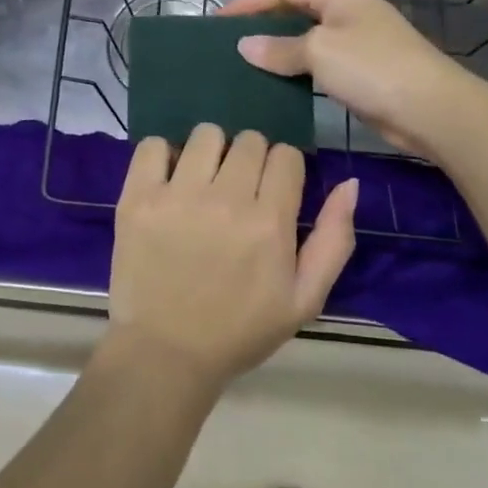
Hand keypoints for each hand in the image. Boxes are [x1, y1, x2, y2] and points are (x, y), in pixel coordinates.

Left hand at [107, 125, 357, 392]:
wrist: (166, 353)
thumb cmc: (239, 330)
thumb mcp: (304, 299)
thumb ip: (333, 240)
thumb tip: (350, 184)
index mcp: (269, 223)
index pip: (286, 155)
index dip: (283, 170)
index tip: (271, 191)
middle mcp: (225, 200)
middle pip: (249, 140)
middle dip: (250, 159)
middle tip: (237, 190)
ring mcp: (177, 196)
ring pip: (206, 134)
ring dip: (210, 152)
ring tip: (202, 183)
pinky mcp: (138, 198)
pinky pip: (154, 145)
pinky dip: (163, 155)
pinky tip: (168, 180)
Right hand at [223, 0, 476, 157]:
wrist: (432, 109)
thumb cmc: (372, 68)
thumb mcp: (319, 52)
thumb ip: (279, 48)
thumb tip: (244, 46)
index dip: (249, 1)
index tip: (219, 22)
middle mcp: (348, 8)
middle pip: (295, 6)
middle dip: (262, 21)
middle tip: (229, 41)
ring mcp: (357, 38)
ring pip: (306, 35)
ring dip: (278, 46)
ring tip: (245, 62)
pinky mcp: (362, 67)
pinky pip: (319, 60)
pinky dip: (296, 67)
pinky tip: (277, 82)